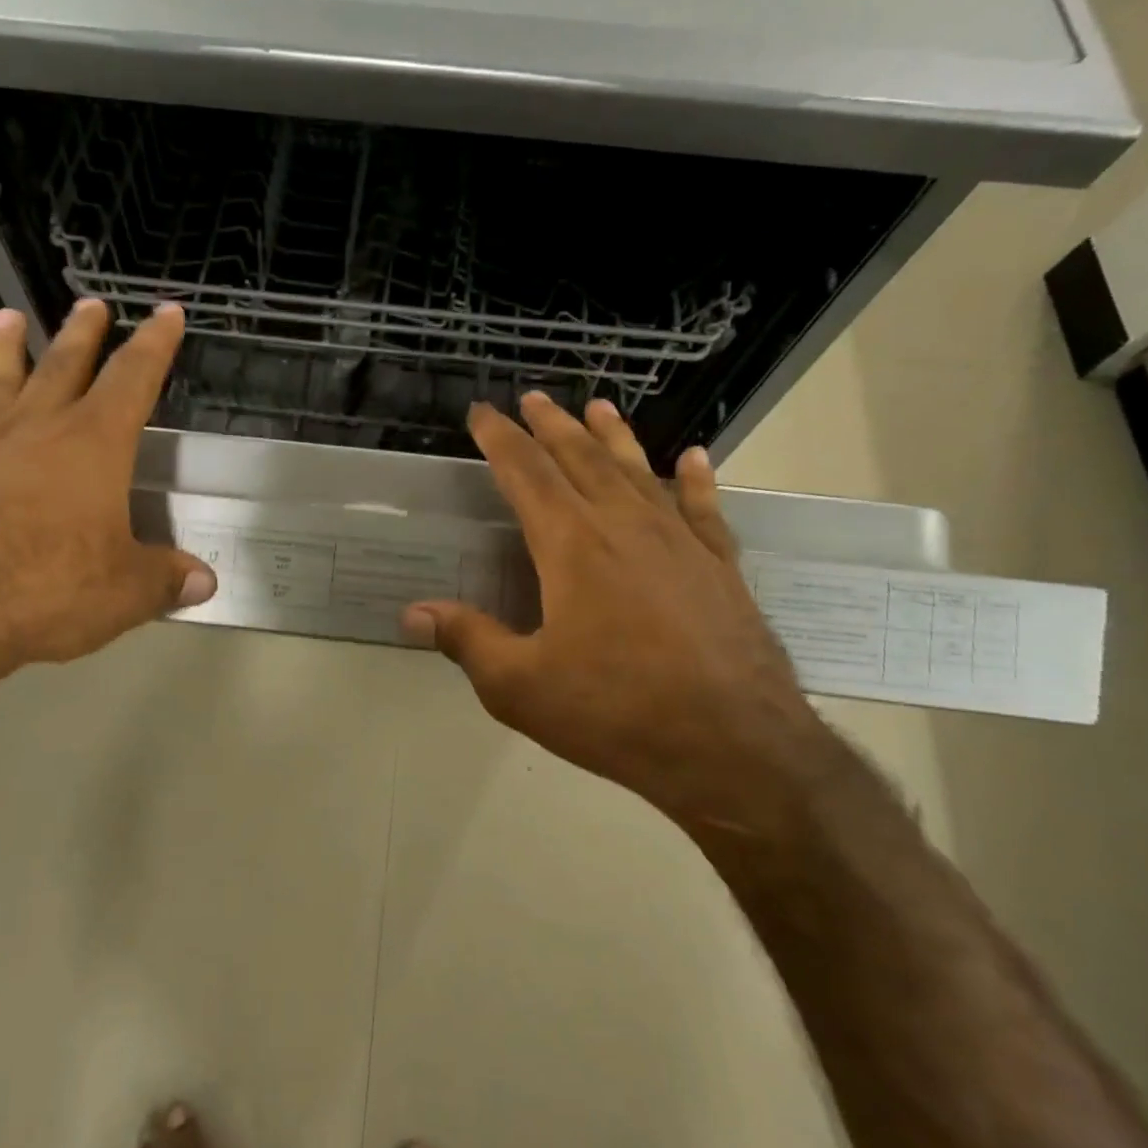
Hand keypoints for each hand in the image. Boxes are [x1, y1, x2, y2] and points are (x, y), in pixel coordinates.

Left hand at [0, 299, 215, 688]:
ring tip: (7, 317)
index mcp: (95, 445)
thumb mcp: (127, 592)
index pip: (134, 378)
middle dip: (82, 334)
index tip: (166, 311)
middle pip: (64, 366)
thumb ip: (167, 579)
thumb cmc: (50, 588)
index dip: (155, 344)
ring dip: (4, 348)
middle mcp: (39, 429)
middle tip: (90, 304)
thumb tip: (206, 581)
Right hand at [400, 393, 829, 835]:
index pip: (525, 474)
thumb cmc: (615, 713)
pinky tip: (692, 458)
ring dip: (613, 437)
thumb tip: (412, 612)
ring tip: (598, 407)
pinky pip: (704, 509)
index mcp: (571, 546)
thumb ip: (467, 640)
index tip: (482, 412)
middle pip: (581, 459)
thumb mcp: (520, 686)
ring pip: (638, 472)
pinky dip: (695, 480)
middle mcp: (624, 526)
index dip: (500, 440)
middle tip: (532, 398)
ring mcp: (679, 542)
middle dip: (551, 426)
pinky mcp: (720, 567)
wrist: (734, 749)